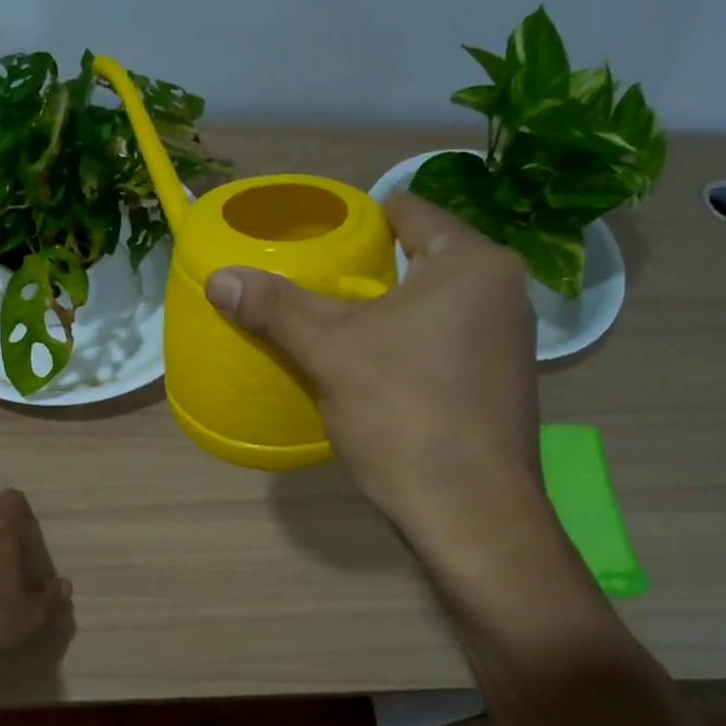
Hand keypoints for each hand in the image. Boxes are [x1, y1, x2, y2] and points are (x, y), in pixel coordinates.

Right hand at [204, 192, 541, 534]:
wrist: (469, 513)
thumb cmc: (404, 413)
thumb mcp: (330, 352)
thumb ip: (276, 308)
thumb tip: (218, 278)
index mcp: (474, 263)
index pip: (407, 212)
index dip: (356, 221)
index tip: (314, 240)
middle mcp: (502, 292)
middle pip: (417, 260)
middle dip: (364, 274)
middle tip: (311, 288)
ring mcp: (506, 342)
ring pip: (429, 307)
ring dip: (383, 314)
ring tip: (332, 329)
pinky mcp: (496, 384)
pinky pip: (440, 344)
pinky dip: (405, 347)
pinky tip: (371, 373)